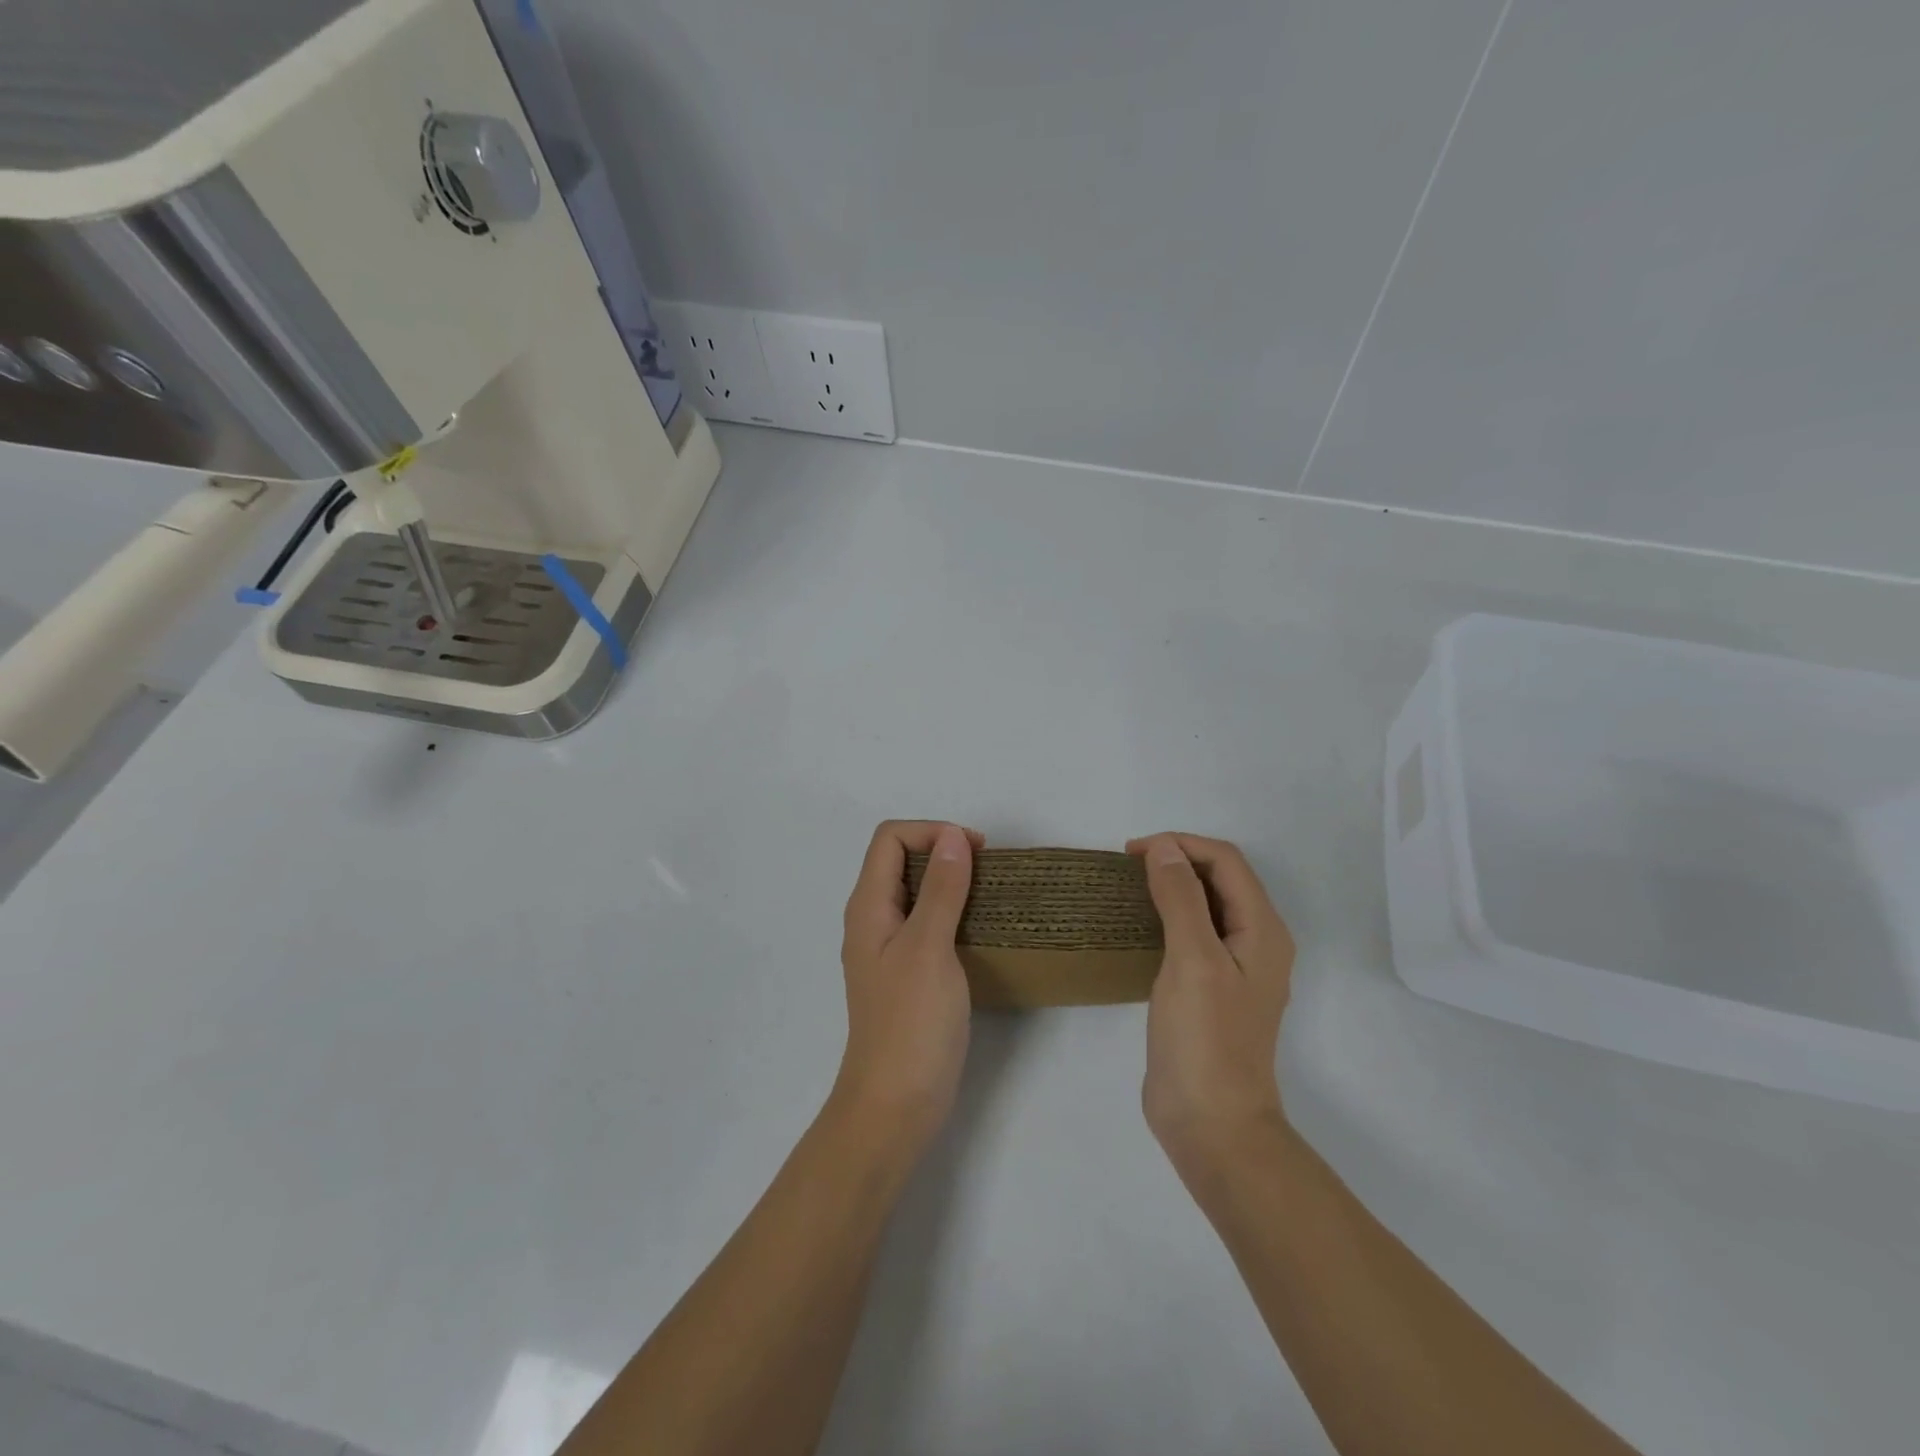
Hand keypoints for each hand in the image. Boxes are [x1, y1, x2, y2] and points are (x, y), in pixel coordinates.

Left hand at [833, 820, 981, 1153]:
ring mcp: (889, 949)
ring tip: (990, 896)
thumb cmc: (911, 1023)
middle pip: (900, 860)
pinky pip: (927, 924)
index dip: (931, 831)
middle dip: (943, 852)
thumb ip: (941, 889)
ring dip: (951, 883)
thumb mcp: (929, 947)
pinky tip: (980, 930)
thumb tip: (953, 836)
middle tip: (987, 870)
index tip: (974, 851)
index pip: (890, 839)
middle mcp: (872, 920)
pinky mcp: (908, 974)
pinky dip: (952, 913)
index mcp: (868, 907)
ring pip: (916, 893)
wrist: (895, 1105)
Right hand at [1128, 833, 1295, 1173]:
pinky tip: (1140, 927)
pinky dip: (1169, 917)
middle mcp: (1256, 943)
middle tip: (1128, 867)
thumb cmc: (1205, 1039)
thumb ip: (1181, 898)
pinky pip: (1195, 935)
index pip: (1226, 861)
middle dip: (1178, 860)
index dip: (1181, 845)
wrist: (1212, 1124)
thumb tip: (1164, 849)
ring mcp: (1235, 969)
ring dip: (1173, 887)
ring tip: (1130, 888)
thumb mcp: (1193, 959)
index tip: (1132, 853)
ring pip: (1207, 906)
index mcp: (1263, 930)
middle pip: (1221, 879)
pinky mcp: (1212, 991)